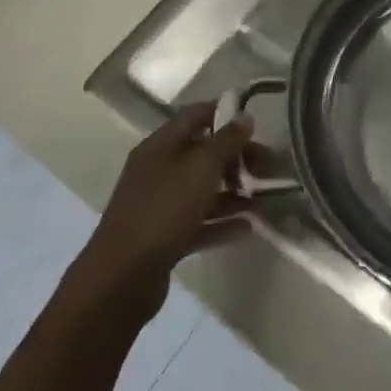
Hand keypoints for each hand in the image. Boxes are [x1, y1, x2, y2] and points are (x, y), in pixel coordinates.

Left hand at [73, 103, 254, 319]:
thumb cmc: (163, 210)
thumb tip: (245, 116)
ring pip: (202, 190)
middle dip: (236, 158)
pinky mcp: (164, 238)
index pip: (194, 116)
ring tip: (265, 199)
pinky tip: (248, 228)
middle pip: (202, 154)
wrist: (122, 278)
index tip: (255, 122)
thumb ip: (226, 141)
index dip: (223, 113)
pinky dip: (222, 223)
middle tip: (268, 167)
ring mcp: (159, 205)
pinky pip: (199, 222)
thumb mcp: (200, 168)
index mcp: (160, 146)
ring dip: (233, 192)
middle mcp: (157, 170)